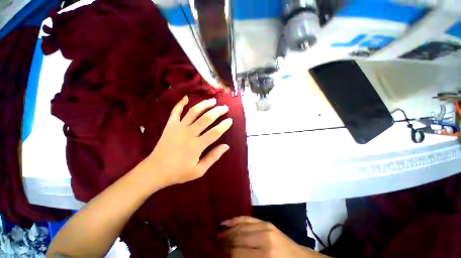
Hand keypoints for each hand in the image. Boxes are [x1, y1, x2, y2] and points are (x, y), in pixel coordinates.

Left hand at [145, 96, 231, 187]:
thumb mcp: (199, 171)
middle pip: (206, 118)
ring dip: (204, 104)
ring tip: (212, 101)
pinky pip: (175, 111)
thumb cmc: (178, 172)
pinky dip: (180, 103)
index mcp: (197, 145)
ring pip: (193, 112)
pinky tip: (186, 98)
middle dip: (217, 111)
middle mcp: (189, 133)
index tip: (230, 120)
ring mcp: (178, 127)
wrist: (155, 170)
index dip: (224, 125)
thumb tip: (226, 146)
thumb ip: (213, 157)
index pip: (215, 132)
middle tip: (225, 107)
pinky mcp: (170, 125)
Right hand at [220, 216, 327, 257]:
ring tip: (216, 234)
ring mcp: (265, 227)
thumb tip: (227, 256)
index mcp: (265, 256)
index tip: (213, 252)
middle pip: (237, 238)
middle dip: (223, 241)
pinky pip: (247, 218)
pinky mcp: (266, 222)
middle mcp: (264, 239)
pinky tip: (226, 221)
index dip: (224, 253)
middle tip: (211, 242)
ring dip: (227, 231)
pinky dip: (236, 220)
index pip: (237, 253)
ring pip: (241, 227)